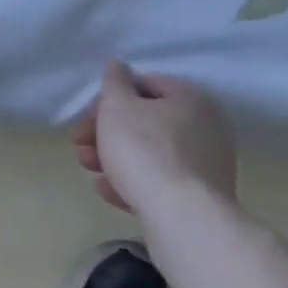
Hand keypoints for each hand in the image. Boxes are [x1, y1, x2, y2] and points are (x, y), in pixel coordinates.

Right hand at [73, 63, 238, 218]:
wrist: (182, 221)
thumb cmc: (145, 150)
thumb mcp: (117, 106)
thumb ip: (114, 81)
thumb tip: (118, 66)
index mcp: (192, 98)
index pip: (145, 85)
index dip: (110, 98)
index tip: (87, 116)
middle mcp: (207, 128)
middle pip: (146, 122)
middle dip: (107, 132)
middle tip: (80, 144)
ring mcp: (208, 168)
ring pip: (151, 154)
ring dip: (114, 157)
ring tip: (87, 168)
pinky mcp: (202, 201)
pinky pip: (162, 183)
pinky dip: (134, 182)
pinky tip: (106, 190)